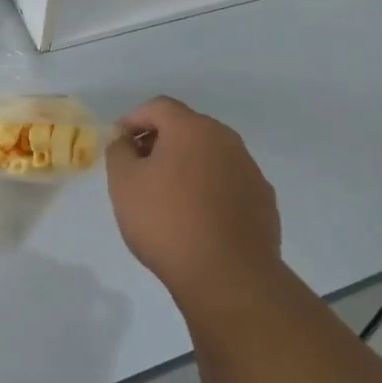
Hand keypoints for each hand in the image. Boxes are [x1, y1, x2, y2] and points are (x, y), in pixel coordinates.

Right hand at [107, 96, 282, 309]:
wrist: (228, 275)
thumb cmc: (167, 222)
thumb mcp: (124, 184)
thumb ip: (119, 152)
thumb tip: (126, 141)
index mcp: (192, 128)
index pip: (159, 107)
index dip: (134, 119)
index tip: (119, 142)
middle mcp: (226, 140)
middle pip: (187, 128)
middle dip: (161, 142)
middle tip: (139, 168)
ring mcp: (249, 169)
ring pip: (210, 156)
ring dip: (187, 166)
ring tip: (167, 197)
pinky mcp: (263, 199)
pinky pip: (229, 183)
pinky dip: (210, 190)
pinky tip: (198, 219)